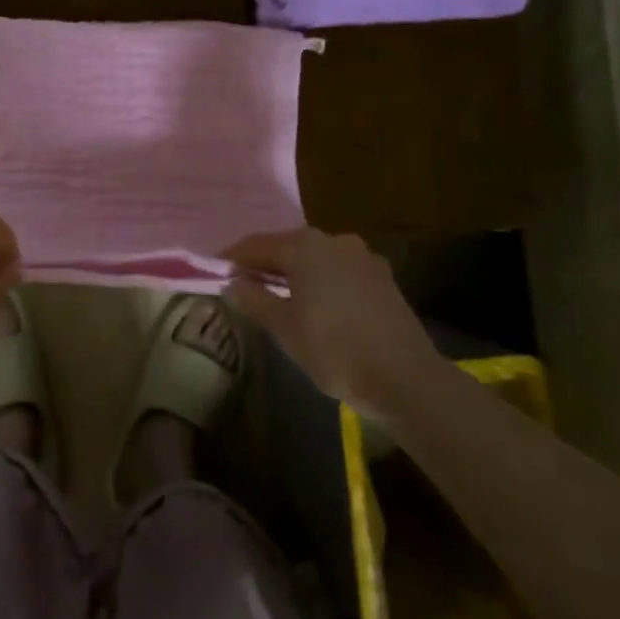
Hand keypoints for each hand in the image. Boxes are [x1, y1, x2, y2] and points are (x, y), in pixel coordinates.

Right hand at [224, 229, 439, 408]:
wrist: (405, 378)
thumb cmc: (334, 350)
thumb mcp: (283, 327)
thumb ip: (253, 299)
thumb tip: (232, 282)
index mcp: (305, 246)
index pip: (255, 245)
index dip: (232, 259)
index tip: (214, 273)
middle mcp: (334, 240)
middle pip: (286, 247)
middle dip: (262, 265)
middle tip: (242, 286)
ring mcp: (362, 257)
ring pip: (314, 259)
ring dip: (292, 273)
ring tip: (275, 296)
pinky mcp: (382, 277)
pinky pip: (337, 271)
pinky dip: (319, 281)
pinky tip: (314, 304)